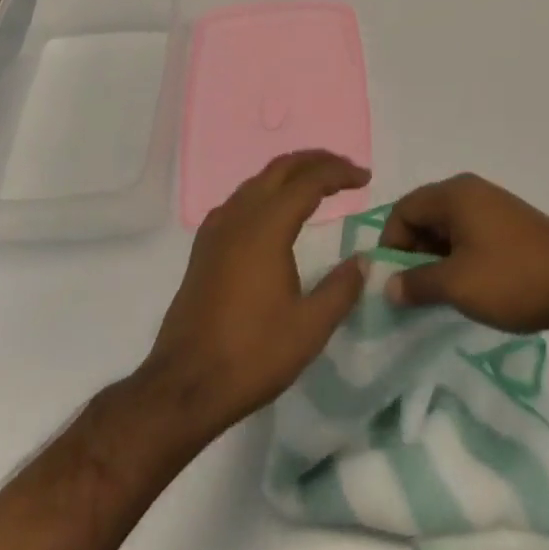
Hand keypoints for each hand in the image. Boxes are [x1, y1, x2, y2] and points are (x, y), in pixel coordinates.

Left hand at [141, 151, 367, 440]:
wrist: (183, 387)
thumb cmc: (251, 356)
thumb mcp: (309, 329)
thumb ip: (341, 289)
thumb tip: (363, 261)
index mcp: (266, 227)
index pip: (309, 181)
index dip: (340, 173)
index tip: (365, 178)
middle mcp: (239, 216)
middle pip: (281, 168)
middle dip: (316, 161)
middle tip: (345, 171)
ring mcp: (217, 230)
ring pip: (258, 181)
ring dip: (290, 175)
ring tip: (316, 186)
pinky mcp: (204, 247)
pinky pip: (240, 200)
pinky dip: (266, 192)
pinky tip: (274, 213)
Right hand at [380, 173, 548, 335]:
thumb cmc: (512, 278)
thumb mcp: (457, 285)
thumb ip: (416, 283)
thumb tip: (388, 286)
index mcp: (454, 194)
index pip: (404, 209)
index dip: (390, 243)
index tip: (390, 282)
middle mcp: (471, 192)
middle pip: (425, 216)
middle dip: (412, 253)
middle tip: (410, 293)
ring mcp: (493, 208)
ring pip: (447, 229)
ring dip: (435, 260)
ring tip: (435, 297)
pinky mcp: (509, 228)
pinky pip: (469, 237)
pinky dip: (458, 260)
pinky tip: (464, 291)